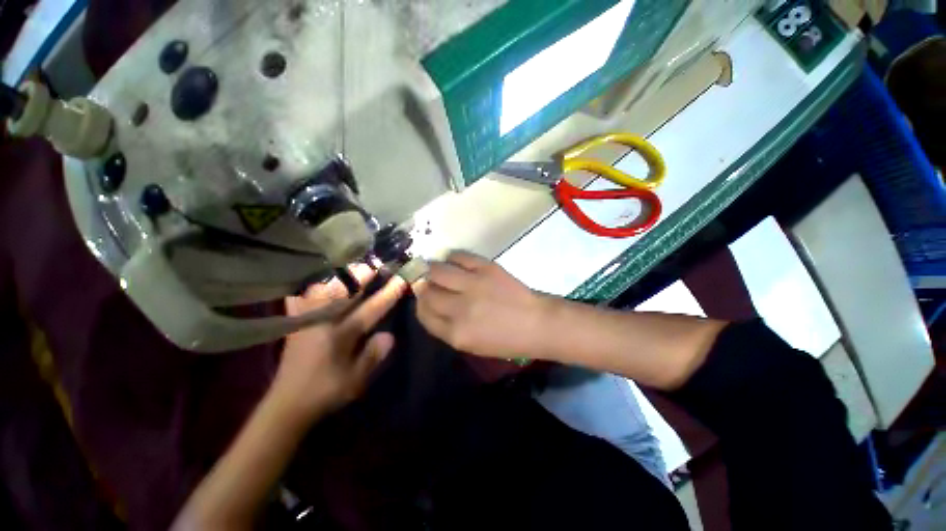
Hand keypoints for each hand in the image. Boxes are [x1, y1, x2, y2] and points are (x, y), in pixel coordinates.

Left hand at [274, 265, 407, 418]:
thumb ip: (372, 356)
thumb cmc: (324, 392)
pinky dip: (306, 290)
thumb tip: (390, 335)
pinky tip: (313, 284)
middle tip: (373, 264)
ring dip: (335, 278)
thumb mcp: (355, 380)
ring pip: (320, 291)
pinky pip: (298, 301)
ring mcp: (306, 321)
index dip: (388, 294)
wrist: (287, 405)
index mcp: (340, 335)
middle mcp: (323, 322)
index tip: (402, 278)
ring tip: (347, 269)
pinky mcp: (295, 325)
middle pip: (344, 292)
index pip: (371, 309)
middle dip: (360, 276)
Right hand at [414, 251, 549, 358]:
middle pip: (426, 292)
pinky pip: (458, 256)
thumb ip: (447, 327)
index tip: (424, 298)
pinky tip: (454, 261)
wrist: (537, 323)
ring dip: (431, 269)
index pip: (423, 314)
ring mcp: (473, 285)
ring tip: (436, 269)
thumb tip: (430, 303)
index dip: (420, 304)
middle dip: (423, 287)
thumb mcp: (472, 345)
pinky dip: (451, 257)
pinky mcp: (486, 268)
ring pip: (436, 270)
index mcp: (456, 334)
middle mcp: (459, 309)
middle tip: (428, 282)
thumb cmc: (506, 340)